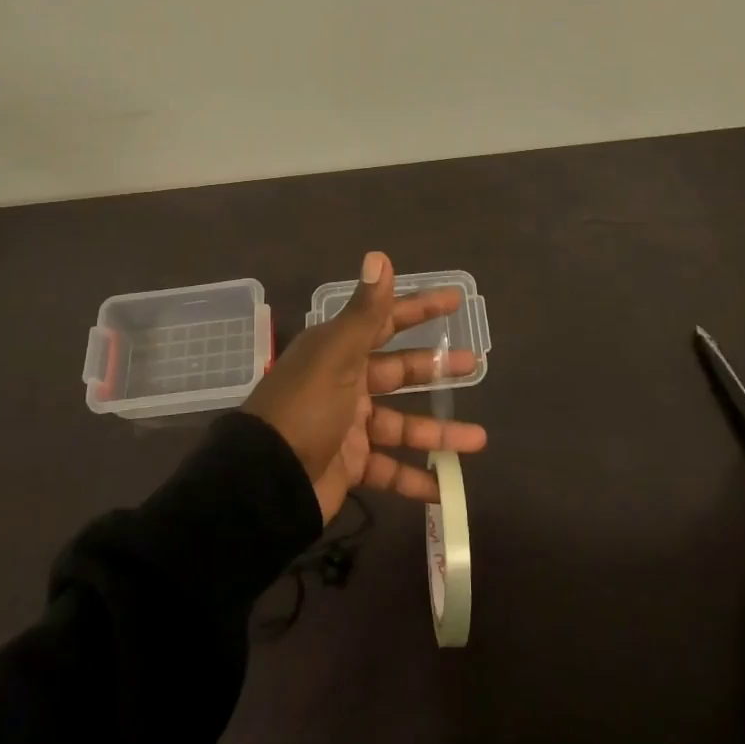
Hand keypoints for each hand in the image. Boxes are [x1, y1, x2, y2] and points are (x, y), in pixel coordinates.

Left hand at [243, 251, 487, 520]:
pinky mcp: (350, 465)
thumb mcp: (337, 355)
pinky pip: (389, 470)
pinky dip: (414, 480)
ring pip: (402, 426)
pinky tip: (444, 487)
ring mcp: (348, 427)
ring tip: (478, 439)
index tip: (454, 300)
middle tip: (473, 364)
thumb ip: (365, 311)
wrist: (266, 480)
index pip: (385, 321)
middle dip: (435, 369)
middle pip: (398, 372)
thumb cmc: (305, 408)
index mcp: (338, 351)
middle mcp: (344, 384)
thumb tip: (379, 256)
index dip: (419, 309)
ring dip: (437, 433)